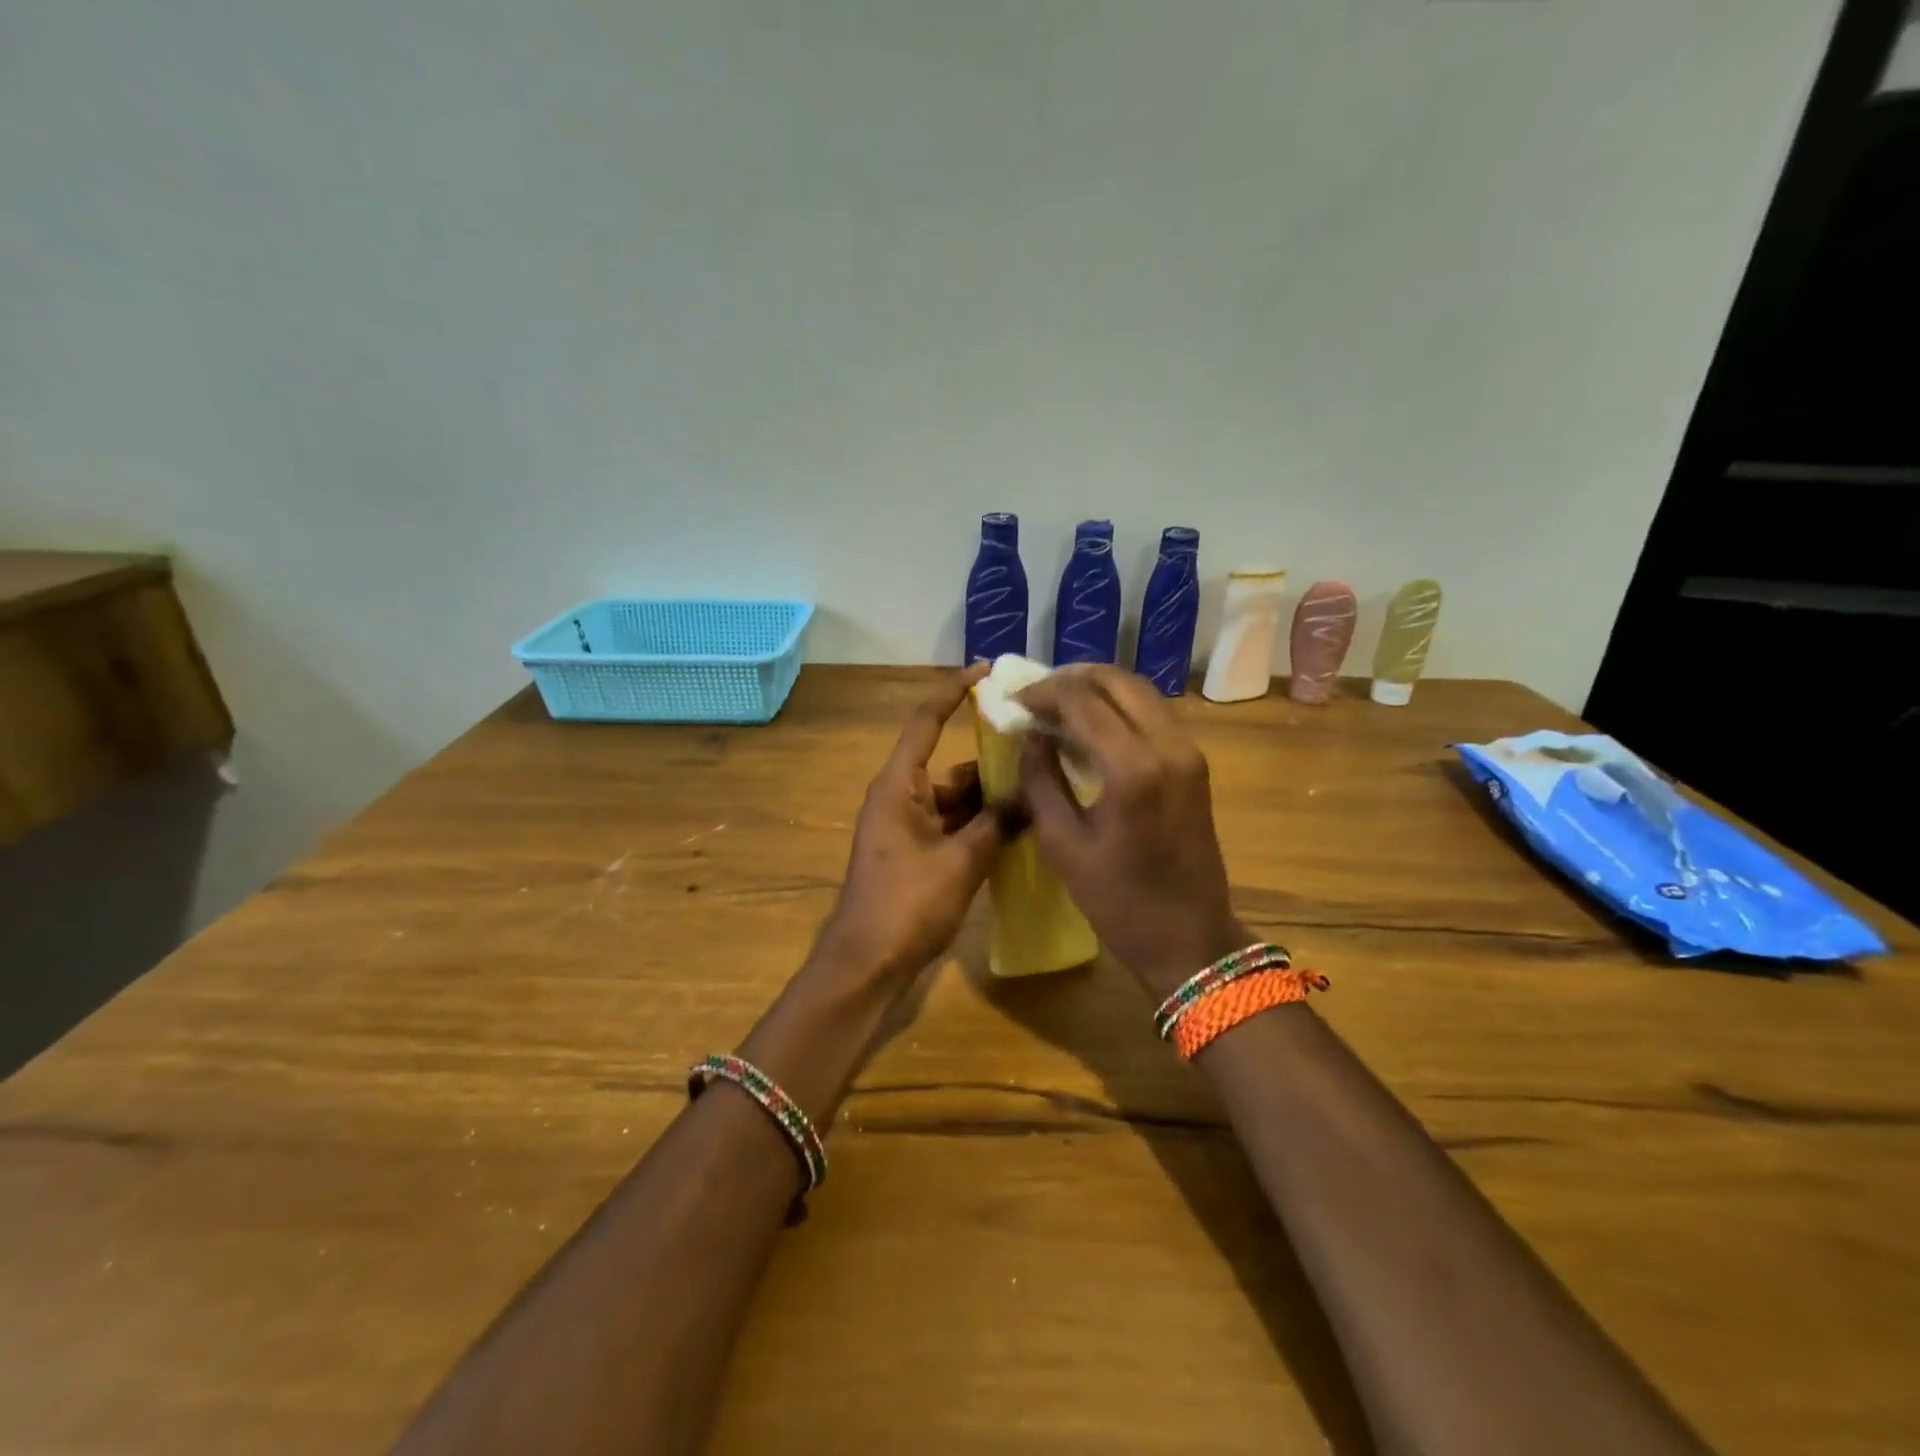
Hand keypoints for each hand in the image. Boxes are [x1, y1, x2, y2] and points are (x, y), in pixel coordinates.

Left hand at [815, 665, 1015, 983]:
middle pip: (951, 765)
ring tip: (1042, 792)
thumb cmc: (907, 905)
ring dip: (991, 799)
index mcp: (899, 785)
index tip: (986, 671)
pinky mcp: (917, 855)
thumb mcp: (961, 861)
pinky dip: (981, 826)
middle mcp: (901, 798)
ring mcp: (908, 828)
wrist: (867, 965)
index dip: (953, 692)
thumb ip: (998, 823)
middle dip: (992, 761)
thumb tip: (1031, 796)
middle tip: (1041, 751)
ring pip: (956, 799)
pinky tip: (1019, 831)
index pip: (926, 722)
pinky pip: (954, 826)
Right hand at [1016, 665, 1249, 998]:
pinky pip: (1153, 713)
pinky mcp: (1195, 762)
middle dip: (1070, 679)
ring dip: (1096, 689)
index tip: (1013, 703)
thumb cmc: (1119, 901)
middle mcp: (1168, 745)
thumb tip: (1031, 735)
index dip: (1042, 692)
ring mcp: (1188, 751)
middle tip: (1035, 698)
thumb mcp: (1063, 844)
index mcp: (1132, 768)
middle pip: (1116, 680)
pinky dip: (1119, 706)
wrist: (1190, 938)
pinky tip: (1091, 725)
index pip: (1081, 699)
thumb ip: (1041, 779)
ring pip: (1139, 691)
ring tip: (1058, 707)